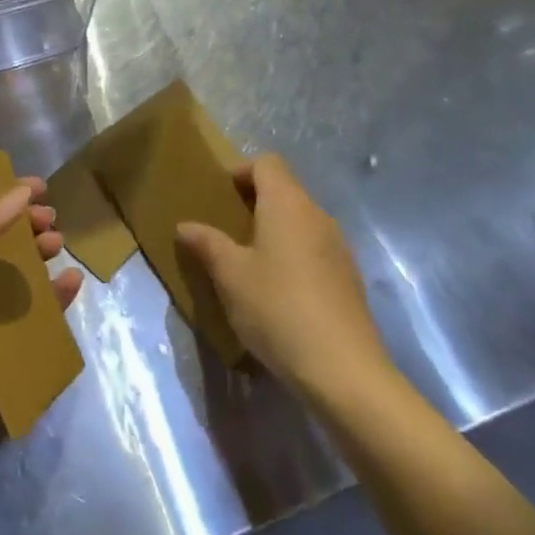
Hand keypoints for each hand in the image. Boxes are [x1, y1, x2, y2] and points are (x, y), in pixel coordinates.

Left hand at [0, 178, 83, 489]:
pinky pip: (38, 316)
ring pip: (21, 277)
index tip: (37, 186)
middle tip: (51, 218)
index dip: (3, 198)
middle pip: (0, 245)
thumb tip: (20, 192)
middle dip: (26, 227)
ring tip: (59, 244)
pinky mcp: (6, 350)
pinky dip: (57, 297)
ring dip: (42, 257)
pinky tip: (74, 282)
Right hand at [175, 153, 391, 404]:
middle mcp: (317, 215)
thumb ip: (207, 244)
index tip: (221, 196)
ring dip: (275, 231)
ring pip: (301, 221)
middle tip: (227, 230)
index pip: (267, 163)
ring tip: (249, 262)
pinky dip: (294, 256)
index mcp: (287, 204)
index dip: (242, 171)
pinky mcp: (349, 278)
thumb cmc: (278, 308)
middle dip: (255, 202)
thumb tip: (185, 225)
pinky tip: (279, 292)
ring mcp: (338, 247)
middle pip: (285, 190)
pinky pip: (314, 249)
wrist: (344, 371)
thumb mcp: (230, 276)